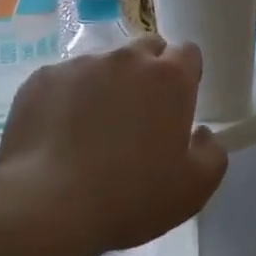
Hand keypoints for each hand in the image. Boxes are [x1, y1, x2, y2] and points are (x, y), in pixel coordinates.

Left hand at [0, 36, 228, 255]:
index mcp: (169, 78)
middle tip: (138, 116)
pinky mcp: (43, 77)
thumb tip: (202, 133)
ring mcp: (81, 64)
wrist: (48, 205)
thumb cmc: (130, 197)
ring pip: (103, 64)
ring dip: (106, 85)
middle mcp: (127, 59)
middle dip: (148, 73)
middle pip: (146, 50)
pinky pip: (64, 80)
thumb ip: (212, 154)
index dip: (185, 75)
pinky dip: (67, 98)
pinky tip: (59, 134)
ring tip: (92, 129)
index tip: (177, 103)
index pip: (187, 52)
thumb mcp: (193, 189)